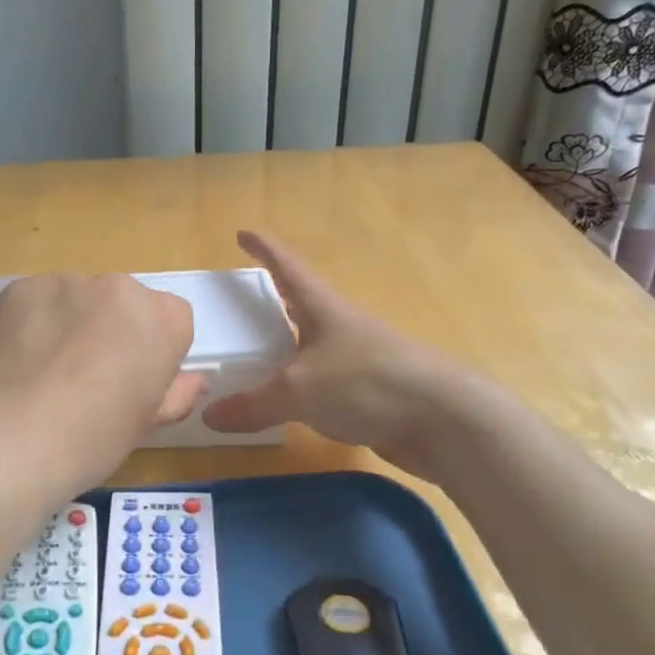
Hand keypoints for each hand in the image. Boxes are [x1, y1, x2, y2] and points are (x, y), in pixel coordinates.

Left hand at [0, 273, 207, 482]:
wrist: (16, 438)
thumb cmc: (95, 438)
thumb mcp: (148, 423)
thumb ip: (177, 393)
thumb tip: (195, 380)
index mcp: (162, 318)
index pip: (172, 318)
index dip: (154, 349)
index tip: (133, 379)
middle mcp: (119, 287)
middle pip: (123, 302)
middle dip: (111, 328)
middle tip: (86, 375)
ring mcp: (66, 282)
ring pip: (77, 298)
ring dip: (70, 322)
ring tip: (45, 370)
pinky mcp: (21, 287)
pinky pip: (37, 301)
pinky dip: (32, 322)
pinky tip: (18, 360)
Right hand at [201, 231, 466, 473]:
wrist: (445, 421)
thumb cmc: (366, 384)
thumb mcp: (298, 391)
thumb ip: (252, 404)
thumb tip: (209, 416)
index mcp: (323, 307)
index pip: (287, 267)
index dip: (264, 249)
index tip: (243, 233)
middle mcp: (342, 326)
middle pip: (303, 304)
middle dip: (276, 300)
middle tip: (244, 304)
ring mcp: (362, 358)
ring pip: (315, 345)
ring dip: (290, 346)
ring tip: (259, 357)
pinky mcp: (374, 391)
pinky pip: (327, 381)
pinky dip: (305, 385)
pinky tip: (291, 404)